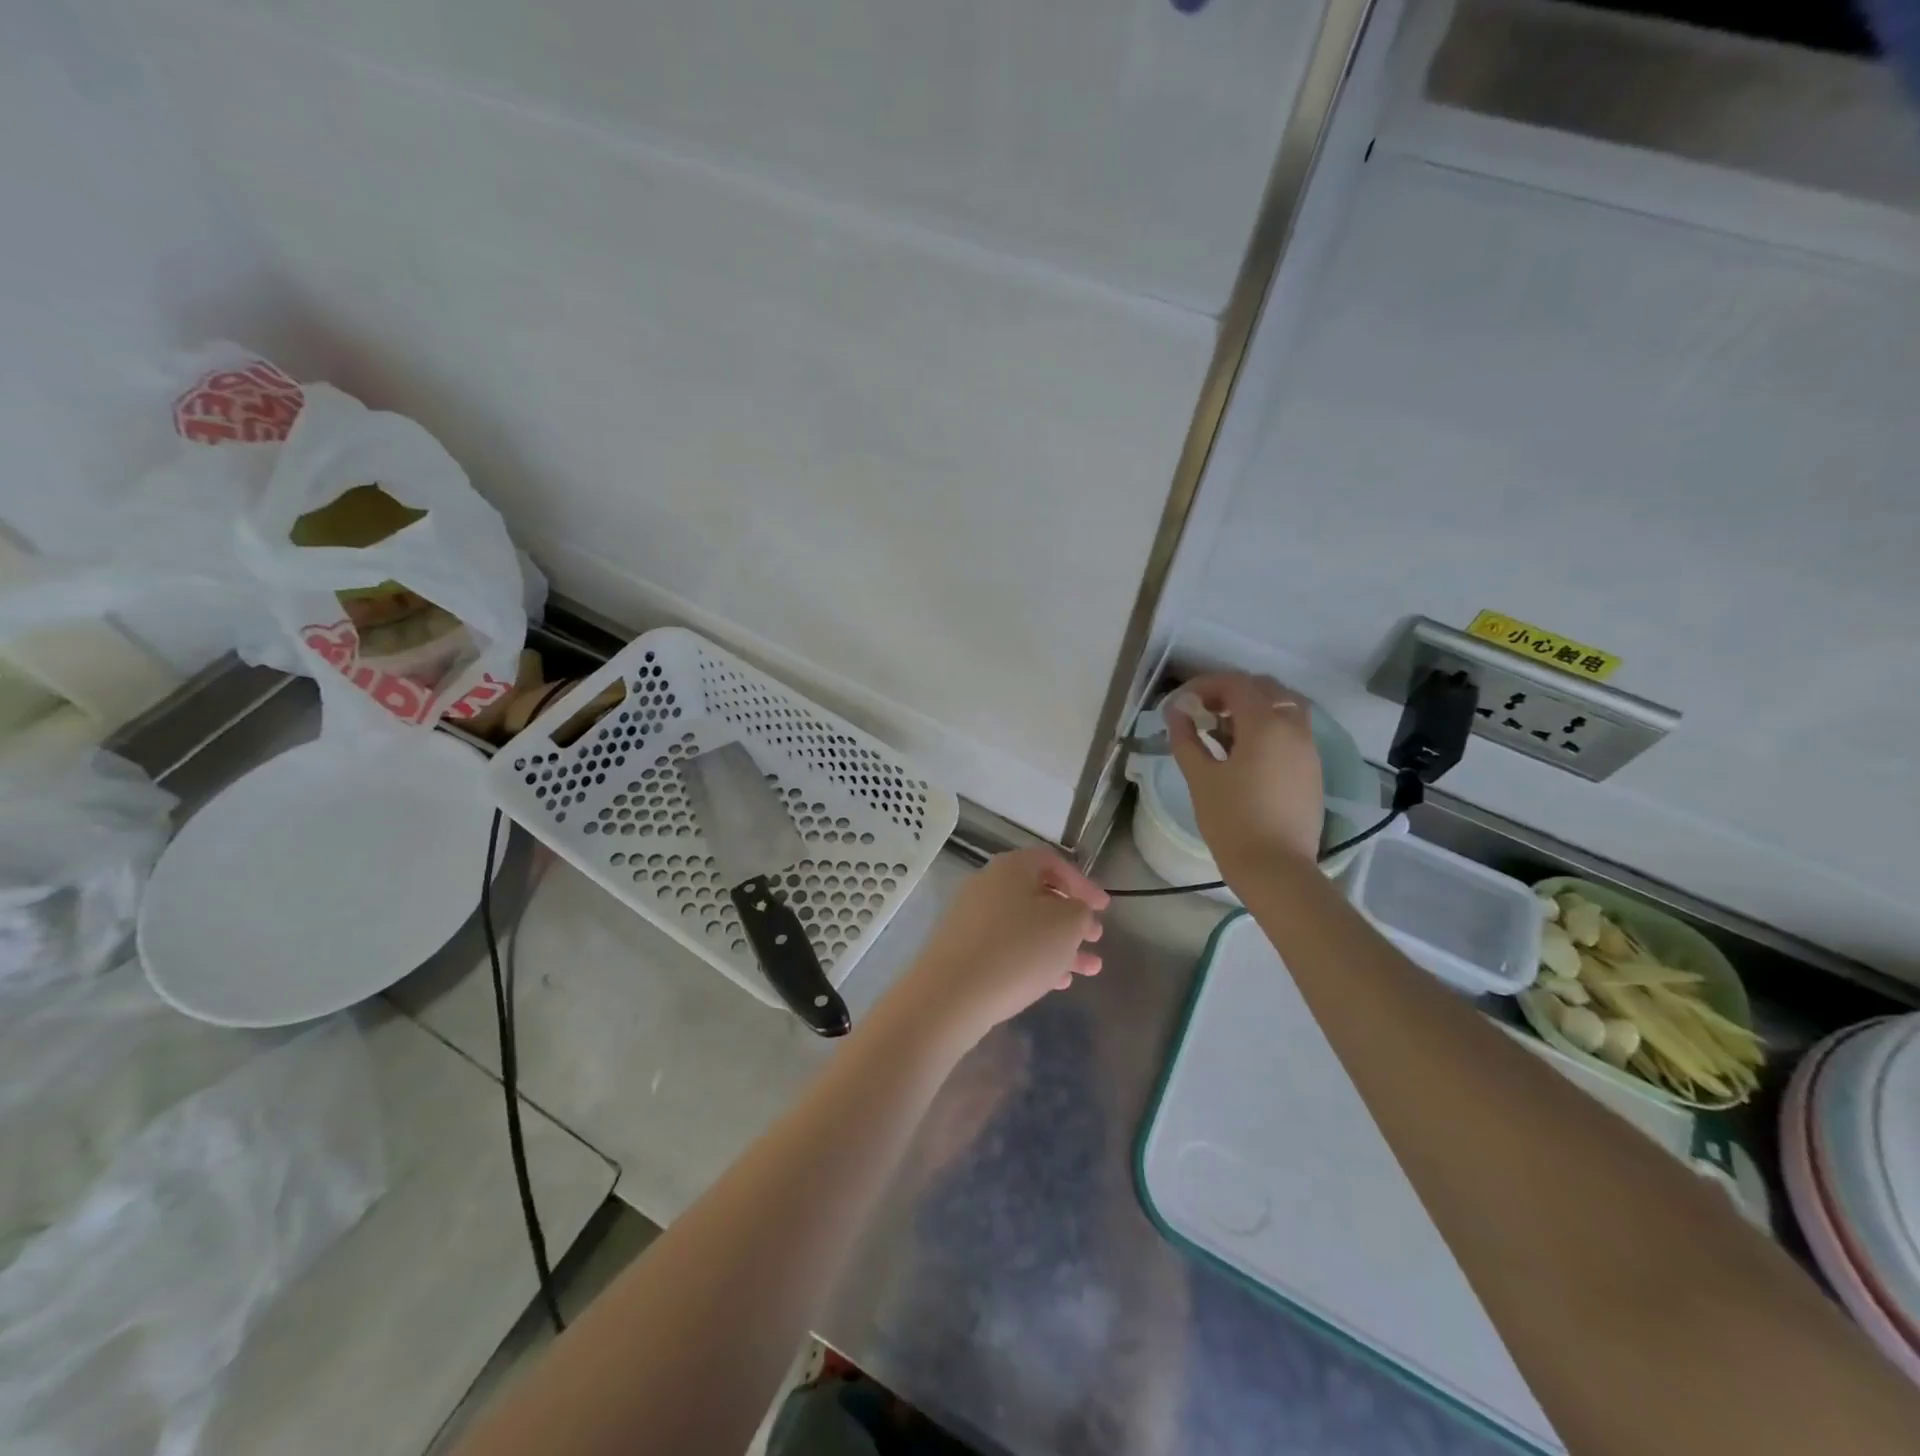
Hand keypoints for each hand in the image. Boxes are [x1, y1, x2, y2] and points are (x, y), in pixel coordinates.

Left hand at [889, 847, 1108, 1045]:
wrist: (951, 995)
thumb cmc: (1017, 949)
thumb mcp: (1066, 925)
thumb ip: (1080, 911)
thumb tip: (1075, 911)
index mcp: (1011, 868)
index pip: (1052, 862)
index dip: (1083, 883)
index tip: (1104, 909)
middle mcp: (988, 886)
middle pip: (1039, 895)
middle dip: (1072, 918)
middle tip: (1096, 938)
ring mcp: (972, 918)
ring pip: (1026, 926)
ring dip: (1060, 945)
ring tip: (1089, 969)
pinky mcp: (964, 950)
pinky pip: (1008, 948)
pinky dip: (1035, 959)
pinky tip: (1057, 983)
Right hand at [1169, 672, 1323, 871]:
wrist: (1276, 868)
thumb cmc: (1232, 821)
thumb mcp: (1200, 777)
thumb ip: (1186, 739)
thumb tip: (1176, 712)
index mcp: (1265, 724)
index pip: (1235, 683)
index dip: (1205, 685)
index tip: (1181, 702)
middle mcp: (1293, 727)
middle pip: (1264, 688)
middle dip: (1230, 692)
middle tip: (1202, 711)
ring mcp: (1308, 747)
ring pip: (1283, 706)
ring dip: (1253, 707)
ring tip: (1223, 730)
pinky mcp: (1312, 768)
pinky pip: (1291, 729)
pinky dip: (1268, 726)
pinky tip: (1244, 752)